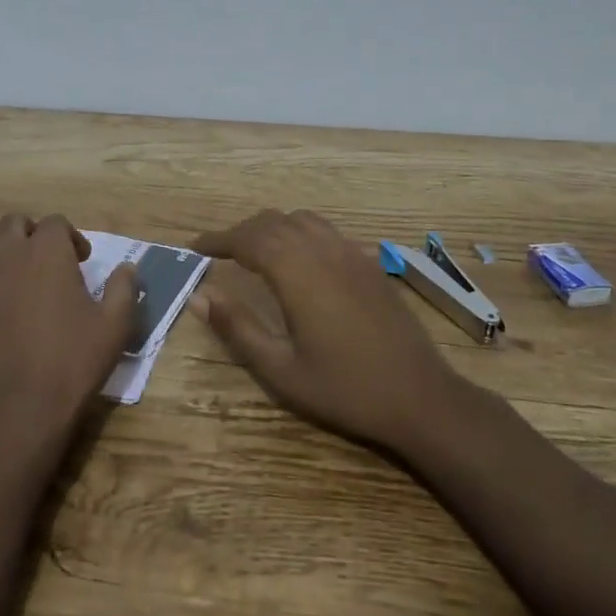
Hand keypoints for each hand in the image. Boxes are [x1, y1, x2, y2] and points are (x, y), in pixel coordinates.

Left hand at [0, 213, 140, 443]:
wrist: (23, 406)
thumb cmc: (74, 361)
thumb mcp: (116, 324)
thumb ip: (124, 288)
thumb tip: (128, 267)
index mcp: (48, 252)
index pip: (56, 222)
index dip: (70, 237)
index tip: (81, 261)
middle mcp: (7, 254)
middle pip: (12, 223)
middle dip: (30, 234)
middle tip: (44, 263)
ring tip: (3, 271)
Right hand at [190, 209, 463, 452]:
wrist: (420, 396)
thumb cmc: (346, 389)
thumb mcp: (282, 371)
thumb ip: (238, 329)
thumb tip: (199, 296)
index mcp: (298, 274)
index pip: (248, 239)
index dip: (218, 239)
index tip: (194, 247)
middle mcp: (323, 251)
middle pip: (273, 222)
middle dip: (241, 231)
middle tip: (218, 252)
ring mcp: (351, 253)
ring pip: (301, 220)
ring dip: (271, 227)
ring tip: (253, 250)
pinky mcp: (369, 264)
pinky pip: (325, 230)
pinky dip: (299, 231)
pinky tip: (298, 258)